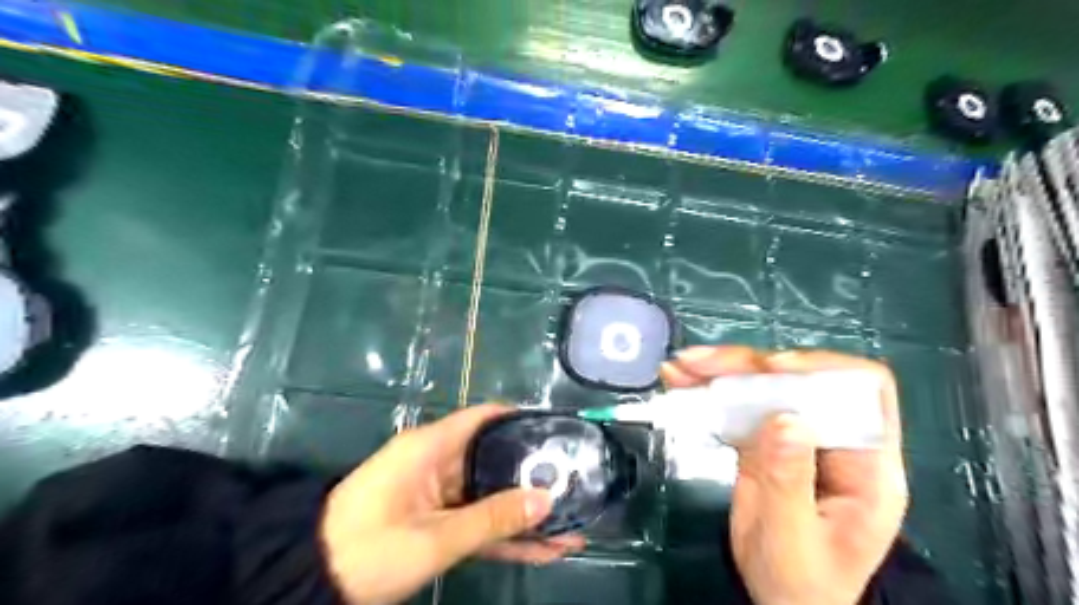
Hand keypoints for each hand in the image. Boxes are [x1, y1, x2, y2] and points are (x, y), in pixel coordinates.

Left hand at [319, 401, 587, 603]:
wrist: (313, 584)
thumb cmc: (369, 547)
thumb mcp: (434, 536)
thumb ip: (492, 518)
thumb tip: (546, 499)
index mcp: (431, 447)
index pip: (484, 418)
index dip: (520, 419)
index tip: (556, 430)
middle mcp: (439, 464)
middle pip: (494, 458)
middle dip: (532, 473)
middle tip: (574, 480)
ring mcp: (439, 495)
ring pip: (491, 495)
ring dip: (525, 512)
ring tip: (571, 520)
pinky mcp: (437, 522)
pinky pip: (479, 523)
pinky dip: (506, 535)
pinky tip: (544, 547)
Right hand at [662, 347, 903, 604]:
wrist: (783, 602)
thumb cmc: (801, 583)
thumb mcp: (794, 540)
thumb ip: (789, 480)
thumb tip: (784, 418)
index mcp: (866, 465)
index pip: (863, 391)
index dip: (821, 369)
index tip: (771, 370)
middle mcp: (833, 440)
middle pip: (800, 379)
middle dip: (750, 366)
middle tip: (702, 364)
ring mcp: (796, 437)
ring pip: (764, 386)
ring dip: (721, 371)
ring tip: (681, 367)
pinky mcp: (765, 441)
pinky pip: (738, 406)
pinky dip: (708, 391)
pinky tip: (681, 381)